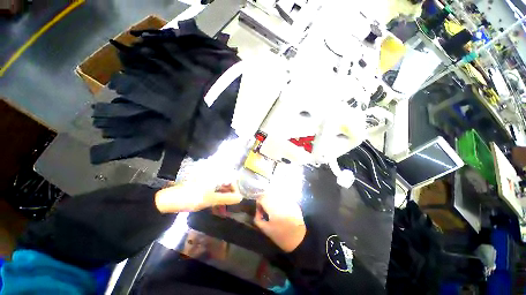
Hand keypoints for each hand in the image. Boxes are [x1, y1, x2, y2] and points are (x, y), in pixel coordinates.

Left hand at [155, 183, 241, 212]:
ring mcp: (206, 182)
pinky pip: (212, 192)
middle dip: (229, 195)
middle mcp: (212, 176)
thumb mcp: (210, 199)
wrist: (168, 200)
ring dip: (222, 198)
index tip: (236, 199)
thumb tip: (240, 198)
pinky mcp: (201, 187)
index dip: (235, 189)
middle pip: (225, 184)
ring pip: (219, 189)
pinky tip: (216, 208)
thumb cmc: (191, 197)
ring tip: (223, 210)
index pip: (231, 179)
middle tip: (230, 206)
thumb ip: (226, 198)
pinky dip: (215, 199)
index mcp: (215, 175)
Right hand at [254, 195, 305, 252]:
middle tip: (264, 208)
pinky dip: (279, 200)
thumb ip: (258, 219)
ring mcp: (287, 200)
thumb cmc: (281, 235)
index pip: (261, 198)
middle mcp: (280, 200)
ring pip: (276, 194)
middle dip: (264, 199)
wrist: (300, 239)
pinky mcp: (293, 202)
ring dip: (271, 198)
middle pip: (268, 193)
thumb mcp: (266, 230)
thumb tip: (257, 211)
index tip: (259, 210)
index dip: (258, 203)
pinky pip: (283, 197)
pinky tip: (280, 208)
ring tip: (272, 208)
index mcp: (272, 207)